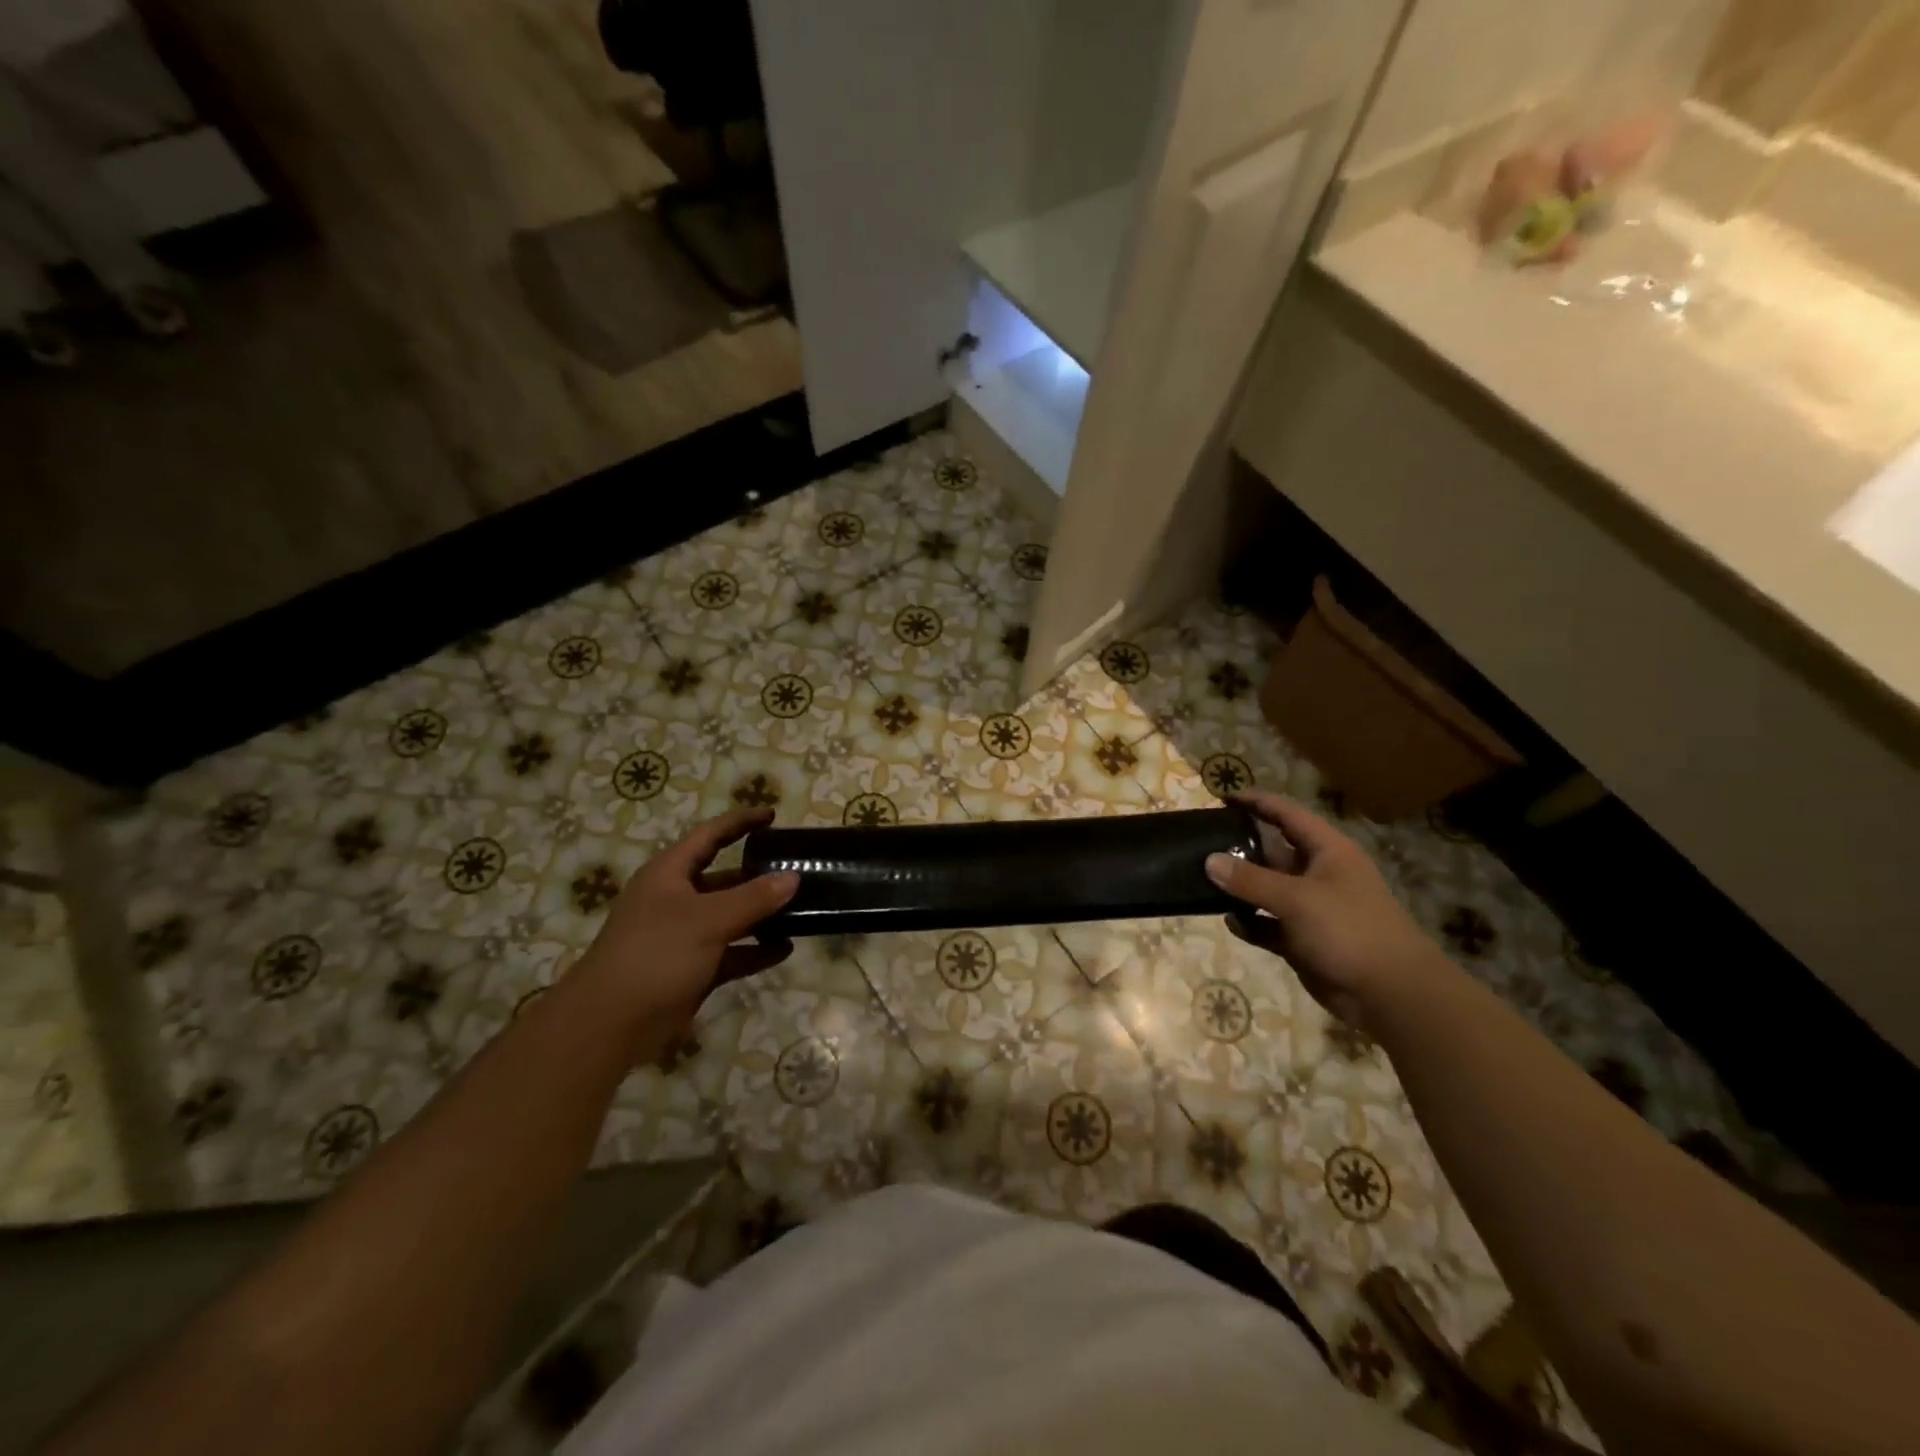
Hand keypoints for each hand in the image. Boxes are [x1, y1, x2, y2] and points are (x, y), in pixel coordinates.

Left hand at [573, 808, 798, 1039]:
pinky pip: (731, 951)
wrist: (609, 1024)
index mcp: (669, 874)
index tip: (772, 815)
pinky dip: (755, 949)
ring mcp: (683, 936)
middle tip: (795, 868)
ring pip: (729, 916)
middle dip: (757, 874)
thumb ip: (754, 897)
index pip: (710, 836)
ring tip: (800, 908)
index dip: (740, 822)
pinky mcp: (691, 968)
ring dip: (761, 914)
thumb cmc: (656, 954)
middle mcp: (675, 899)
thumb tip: (793, 877)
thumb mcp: (708, 920)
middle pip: (723, 877)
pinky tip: (785, 949)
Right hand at [1205, 791, 1441, 1028]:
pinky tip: (1229, 922)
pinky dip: (1250, 923)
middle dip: (1239, 848)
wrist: (1391, 995)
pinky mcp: (1302, 940)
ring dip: (1240, 888)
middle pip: (1272, 852)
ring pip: (1267, 890)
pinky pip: (1267, 925)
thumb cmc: (1349, 930)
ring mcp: (1310, 909)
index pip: (1287, 814)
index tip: (1221, 798)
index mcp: (1327, 851)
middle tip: (1201, 844)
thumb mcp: (1297, 898)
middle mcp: (1318, 874)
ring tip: (1202, 881)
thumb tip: (1209, 861)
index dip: (1256, 802)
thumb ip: (1250, 880)